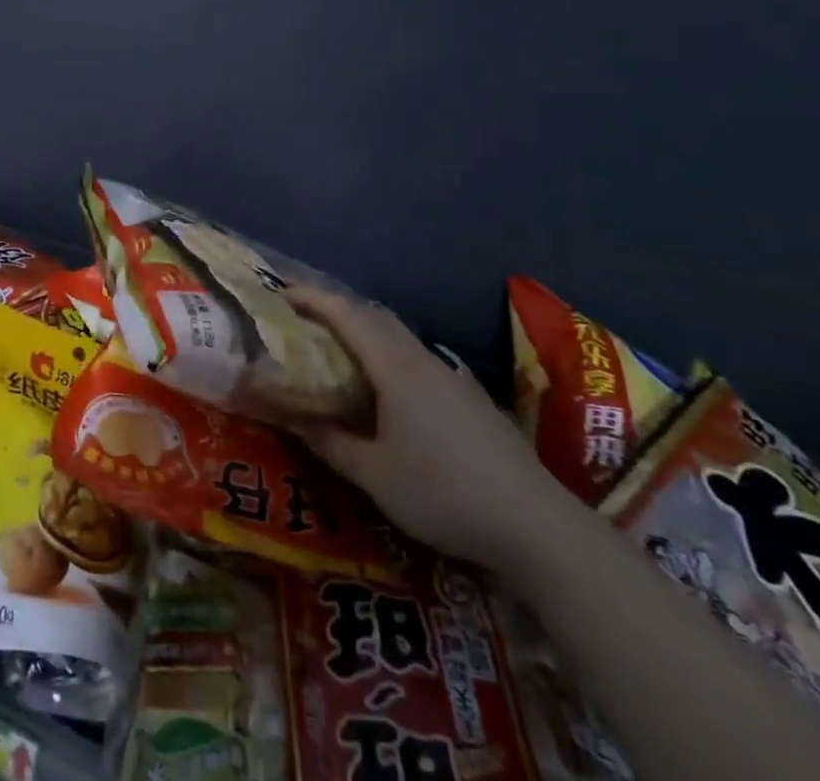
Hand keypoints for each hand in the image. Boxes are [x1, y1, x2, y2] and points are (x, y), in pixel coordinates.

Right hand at [288, 289, 575, 575]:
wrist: (537, 526)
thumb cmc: (444, 492)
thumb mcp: (375, 476)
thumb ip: (331, 444)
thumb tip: (294, 420)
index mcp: (396, 368)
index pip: (348, 316)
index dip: (313, 299)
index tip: (282, 294)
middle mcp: (423, 361)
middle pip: (376, 317)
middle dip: (338, 310)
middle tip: (305, 321)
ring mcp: (452, 379)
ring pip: (400, 338)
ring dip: (366, 333)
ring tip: (338, 352)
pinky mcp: (470, 400)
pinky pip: (417, 360)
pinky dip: (389, 356)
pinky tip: (386, 391)